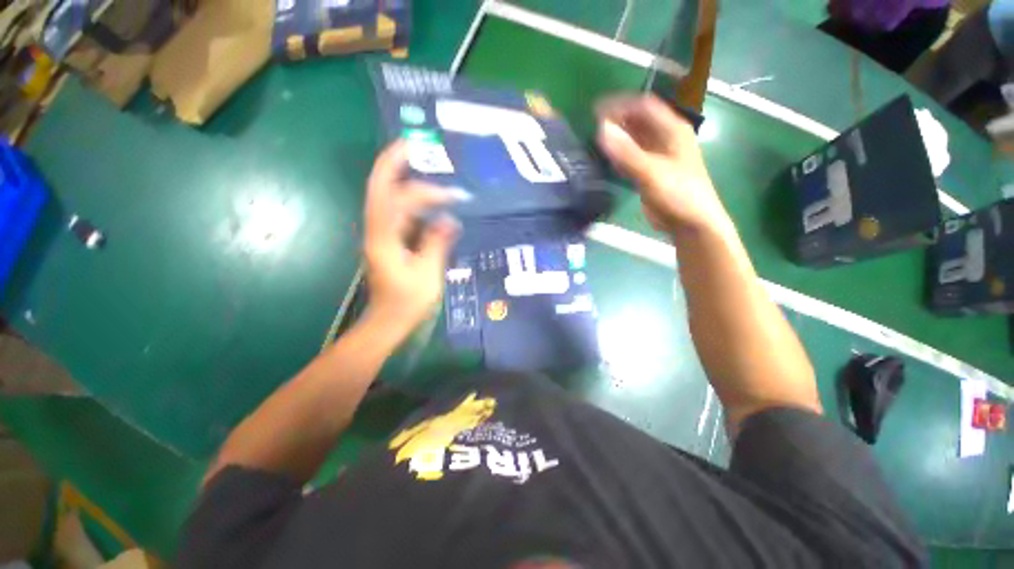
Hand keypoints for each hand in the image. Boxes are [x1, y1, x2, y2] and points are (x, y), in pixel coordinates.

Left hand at [363, 142, 459, 337]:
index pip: (401, 200)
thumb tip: (450, 219)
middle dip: (394, 162)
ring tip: (420, 162)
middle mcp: (376, 229)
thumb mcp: (427, 275)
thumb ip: (437, 243)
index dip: (427, 192)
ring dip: (401, 177)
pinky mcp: (387, 239)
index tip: (454, 195)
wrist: (387, 321)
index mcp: (384, 238)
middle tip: (414, 144)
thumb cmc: (407, 303)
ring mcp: (380, 233)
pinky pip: (396, 210)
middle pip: (379, 187)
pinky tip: (426, 197)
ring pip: (385, 195)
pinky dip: (409, 198)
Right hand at [596, 95, 730, 235]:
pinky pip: (632, 157)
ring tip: (595, 140)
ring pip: (634, 139)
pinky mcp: (650, 172)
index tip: (596, 111)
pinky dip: (619, 155)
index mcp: (672, 130)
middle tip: (592, 127)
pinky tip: (606, 158)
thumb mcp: (652, 172)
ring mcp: (658, 156)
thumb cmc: (678, 194)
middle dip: (617, 120)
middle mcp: (665, 138)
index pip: (644, 106)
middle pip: (639, 121)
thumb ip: (627, 152)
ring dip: (617, 137)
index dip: (621, 104)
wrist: (690, 223)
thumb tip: (601, 129)